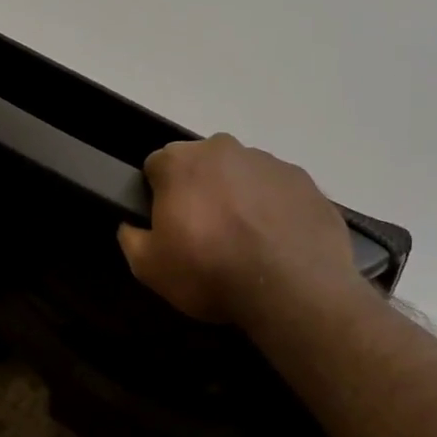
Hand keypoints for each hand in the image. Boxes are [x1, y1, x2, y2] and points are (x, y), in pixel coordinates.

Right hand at [117, 135, 361, 325]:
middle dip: (201, 192)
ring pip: (243, 176)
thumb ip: (131, 239)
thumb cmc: (210, 271)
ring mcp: (270, 162)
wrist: (292, 287)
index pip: (156, 166)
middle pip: (202, 165)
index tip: (168, 226)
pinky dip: (274, 211)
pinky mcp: (305, 182)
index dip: (158, 196)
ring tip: (247, 245)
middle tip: (207, 237)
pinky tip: (277, 245)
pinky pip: (279, 192)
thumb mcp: (149, 269)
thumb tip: (132, 226)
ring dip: (239, 199)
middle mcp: (225, 149)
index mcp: (181, 162)